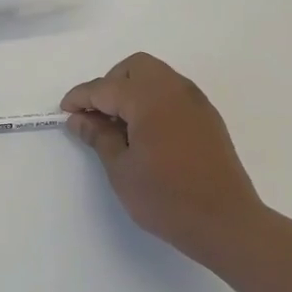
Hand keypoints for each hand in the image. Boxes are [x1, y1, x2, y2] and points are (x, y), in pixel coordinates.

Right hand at [61, 52, 263, 267]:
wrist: (227, 223)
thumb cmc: (167, 198)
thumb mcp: (121, 170)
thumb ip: (99, 137)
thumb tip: (80, 119)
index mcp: (149, 98)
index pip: (105, 87)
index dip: (81, 97)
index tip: (65, 111)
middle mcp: (174, 90)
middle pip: (134, 68)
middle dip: (110, 84)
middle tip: (97, 116)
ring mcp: (195, 101)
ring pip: (156, 77)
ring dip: (132, 90)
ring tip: (120, 126)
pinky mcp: (207, 117)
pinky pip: (173, 93)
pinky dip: (153, 100)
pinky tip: (146, 132)